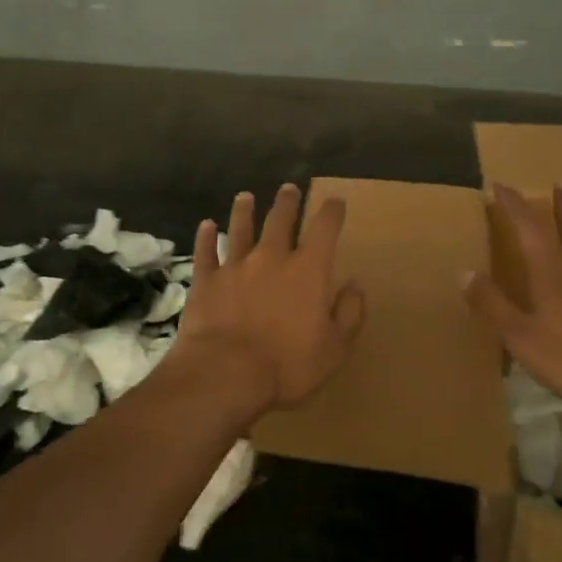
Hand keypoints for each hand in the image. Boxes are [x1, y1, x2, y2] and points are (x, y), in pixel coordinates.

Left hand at [169, 184, 366, 414]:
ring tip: (245, 196)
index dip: (332, 212)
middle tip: (288, 188)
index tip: (335, 201)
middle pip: (280, 220)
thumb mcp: (334, 349)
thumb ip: (348, 314)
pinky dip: (206, 237)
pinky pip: (206, 252)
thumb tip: (355, 285)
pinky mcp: (206, 280)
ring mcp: (235, 266)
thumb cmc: (287, 365)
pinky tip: (206, 226)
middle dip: (287, 202)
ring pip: (240, 228)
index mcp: (308, 271)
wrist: (226, 373)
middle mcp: (271, 258)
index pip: (324, 230)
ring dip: (244, 211)